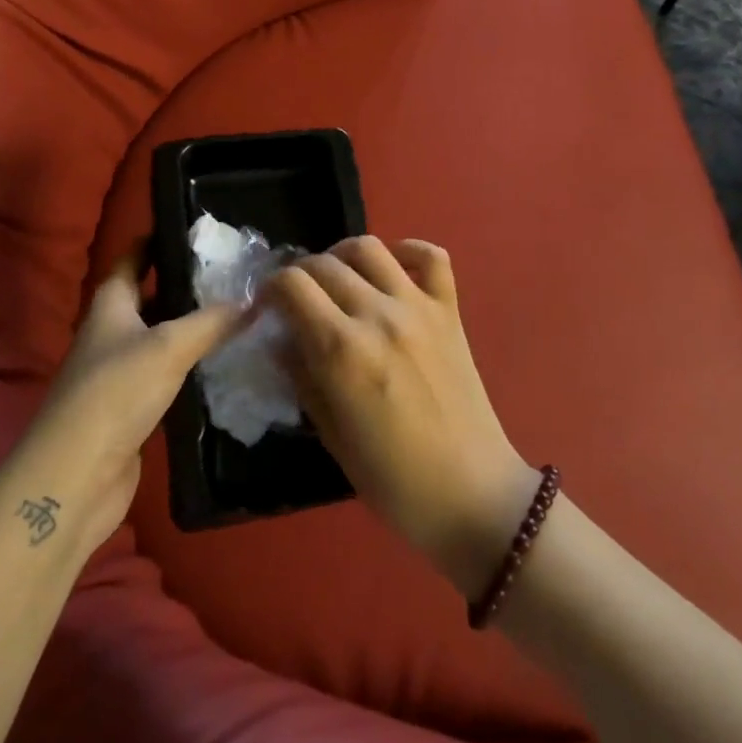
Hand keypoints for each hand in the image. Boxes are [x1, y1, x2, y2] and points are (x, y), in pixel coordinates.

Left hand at [21, 249, 249, 558]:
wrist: (76, 478)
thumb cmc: (115, 393)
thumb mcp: (169, 346)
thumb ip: (212, 321)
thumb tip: (254, 299)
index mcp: (110, 305)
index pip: (133, 257)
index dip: (158, 240)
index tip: (197, 229)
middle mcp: (112, 332)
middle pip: (150, 296)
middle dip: (186, 284)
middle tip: (233, 272)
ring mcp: (120, 372)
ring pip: (162, 337)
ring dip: (193, 327)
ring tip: (239, 310)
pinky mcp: (132, 408)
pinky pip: (167, 375)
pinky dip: (191, 365)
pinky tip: (224, 361)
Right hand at [267, 237, 540, 599]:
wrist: (474, 494)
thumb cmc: (394, 481)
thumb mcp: (332, 437)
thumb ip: (302, 379)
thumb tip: (280, 341)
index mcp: (343, 350)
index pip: (292, 286)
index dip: (270, 289)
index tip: (267, 306)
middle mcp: (378, 315)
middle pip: (324, 263)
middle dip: (300, 274)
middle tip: (298, 298)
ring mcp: (418, 307)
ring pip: (370, 248)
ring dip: (342, 255)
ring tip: (337, 278)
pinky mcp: (450, 310)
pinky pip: (431, 257)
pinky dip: (408, 250)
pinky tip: (393, 269)